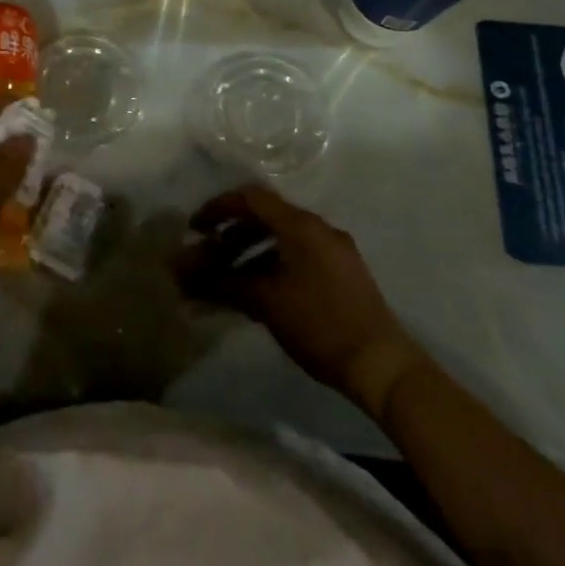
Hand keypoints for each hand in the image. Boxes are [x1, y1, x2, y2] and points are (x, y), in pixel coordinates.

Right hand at [177, 185, 427, 418]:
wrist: (382, 366)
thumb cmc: (319, 324)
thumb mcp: (265, 302)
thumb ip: (221, 282)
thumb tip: (182, 273)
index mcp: (301, 225)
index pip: (251, 198)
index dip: (218, 208)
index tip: (194, 229)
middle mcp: (319, 229)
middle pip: (265, 218)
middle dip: (230, 236)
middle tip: (207, 256)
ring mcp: (334, 252)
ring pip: (281, 240)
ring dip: (249, 255)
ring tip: (226, 281)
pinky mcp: (342, 275)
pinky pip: (297, 257)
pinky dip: (271, 267)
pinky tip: (256, 294)